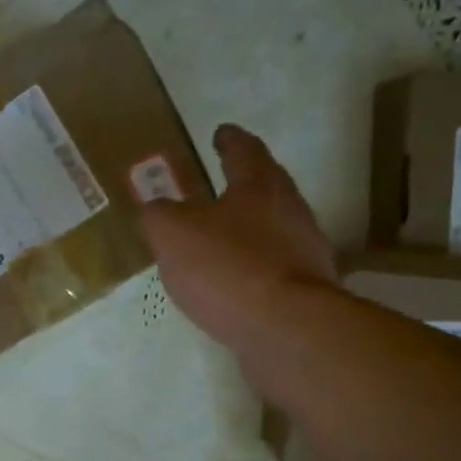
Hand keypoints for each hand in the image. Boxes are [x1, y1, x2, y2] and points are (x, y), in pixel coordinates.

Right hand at [141, 124, 338, 353]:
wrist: (285, 328)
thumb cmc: (228, 267)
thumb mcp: (173, 233)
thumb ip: (158, 215)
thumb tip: (155, 210)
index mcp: (259, 185)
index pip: (244, 150)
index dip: (229, 140)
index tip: (220, 132)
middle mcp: (290, 210)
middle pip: (266, 187)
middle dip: (243, 184)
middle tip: (218, 184)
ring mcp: (303, 251)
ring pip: (272, 229)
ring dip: (247, 229)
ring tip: (219, 240)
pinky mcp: (305, 290)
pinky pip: (272, 268)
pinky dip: (252, 268)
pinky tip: (233, 284)